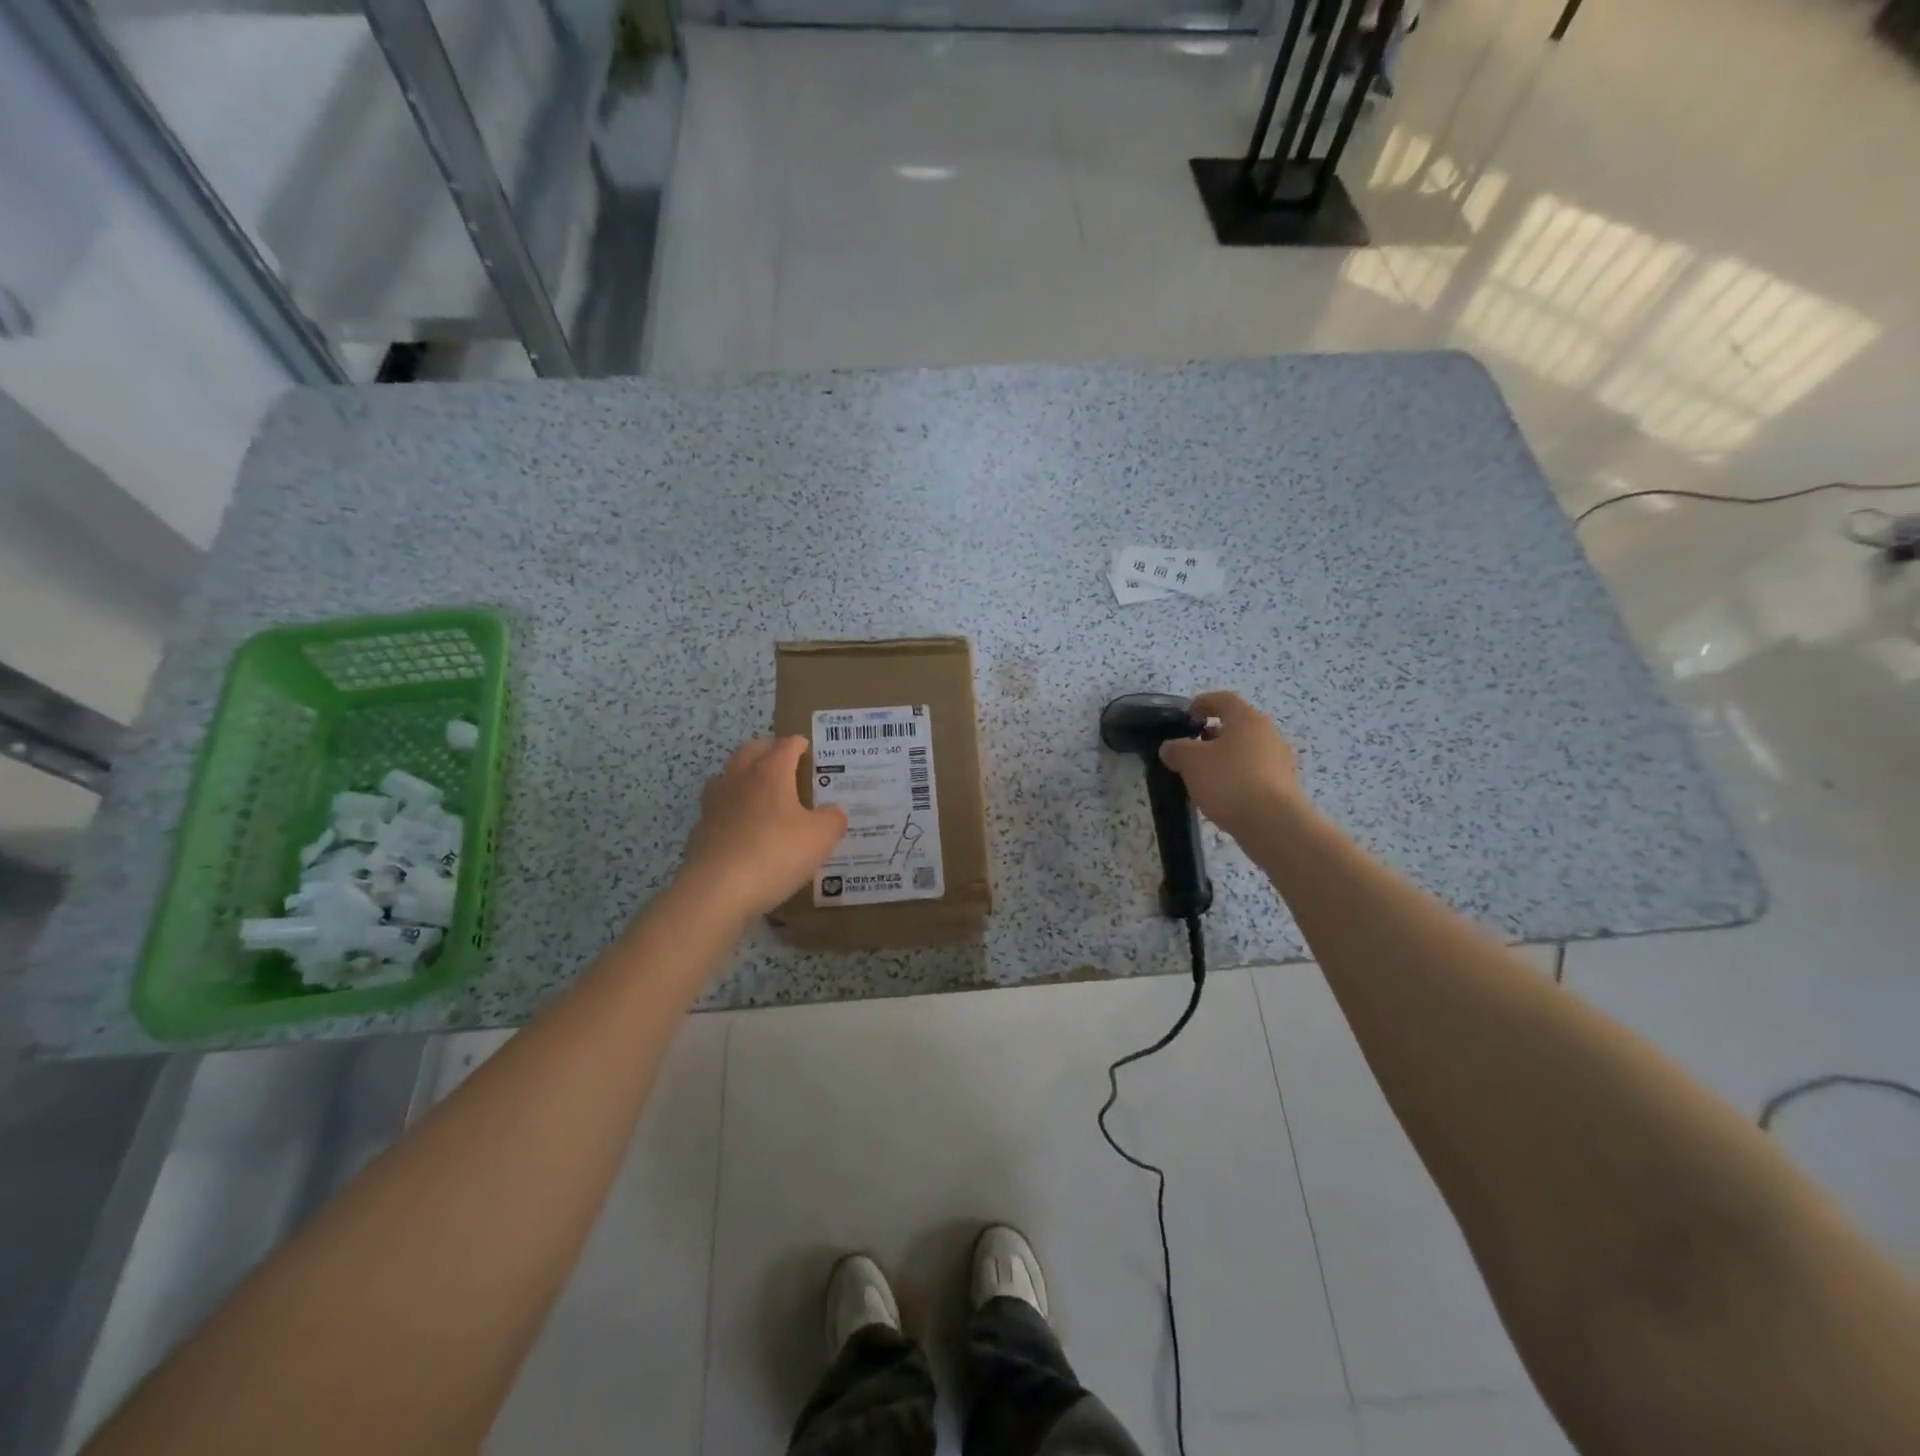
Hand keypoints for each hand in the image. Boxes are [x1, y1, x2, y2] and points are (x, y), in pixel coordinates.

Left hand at [677, 737, 847, 919]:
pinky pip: (717, 809)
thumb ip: (833, 819)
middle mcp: (739, 779)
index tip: (807, 749)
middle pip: (751, 751)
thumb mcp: (820, 838)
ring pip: (727, 776)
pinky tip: (740, 828)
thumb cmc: (775, 854)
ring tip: (759, 791)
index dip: (799, 745)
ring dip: (743, 776)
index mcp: (770, 773)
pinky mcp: (700, 830)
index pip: (786, 746)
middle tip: (783, 761)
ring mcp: (714, 804)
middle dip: (767, 750)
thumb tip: (832, 811)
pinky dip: (730, 810)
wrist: (716, 891)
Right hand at [1157, 691, 1304, 839]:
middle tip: (1192, 747)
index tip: (1188, 714)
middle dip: (1213, 734)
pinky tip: (1223, 794)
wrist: (1273, 824)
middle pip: (1238, 726)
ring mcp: (1280, 761)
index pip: (1223, 700)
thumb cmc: (1229, 781)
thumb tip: (1170, 747)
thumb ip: (1177, 749)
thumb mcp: (1191, 762)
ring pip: (1247, 750)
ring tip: (1204, 775)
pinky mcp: (1284, 786)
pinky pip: (1255, 773)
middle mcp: (1268, 734)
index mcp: (1247, 719)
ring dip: (1225, 757)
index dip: (1203, 703)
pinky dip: (1237, 777)